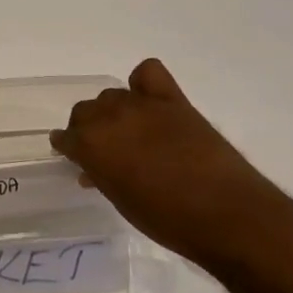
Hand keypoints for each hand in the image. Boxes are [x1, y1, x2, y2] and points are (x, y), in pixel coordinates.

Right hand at [52, 58, 268, 270]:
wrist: (226, 213)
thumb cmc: (168, 220)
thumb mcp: (122, 202)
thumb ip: (102, 176)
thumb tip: (93, 168)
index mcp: (92, 146)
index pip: (66, 138)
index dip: (69, 149)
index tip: (75, 158)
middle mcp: (110, 117)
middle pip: (85, 111)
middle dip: (87, 129)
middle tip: (102, 151)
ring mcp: (142, 104)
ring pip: (111, 95)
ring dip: (112, 112)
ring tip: (127, 133)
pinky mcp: (172, 99)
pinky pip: (147, 72)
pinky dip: (142, 84)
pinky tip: (148, 103)